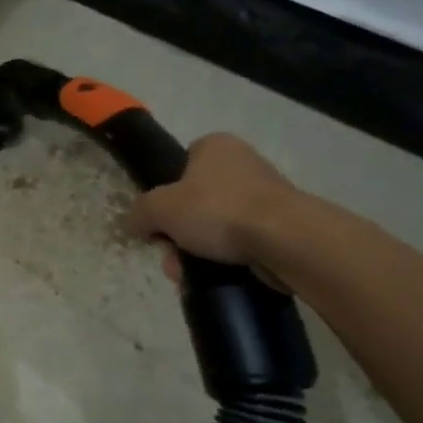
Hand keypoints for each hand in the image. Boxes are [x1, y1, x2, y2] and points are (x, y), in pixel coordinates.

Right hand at [125, 134, 299, 285]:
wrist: (285, 239)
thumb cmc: (218, 210)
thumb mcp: (159, 208)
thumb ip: (140, 212)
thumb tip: (136, 224)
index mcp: (215, 146)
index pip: (180, 166)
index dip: (165, 196)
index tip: (161, 222)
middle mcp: (243, 163)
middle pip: (195, 202)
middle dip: (179, 234)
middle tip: (172, 257)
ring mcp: (266, 194)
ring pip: (217, 226)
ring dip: (198, 252)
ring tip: (190, 276)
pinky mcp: (283, 225)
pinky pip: (243, 242)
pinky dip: (227, 259)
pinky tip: (216, 277)